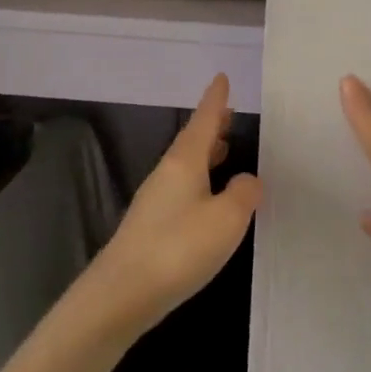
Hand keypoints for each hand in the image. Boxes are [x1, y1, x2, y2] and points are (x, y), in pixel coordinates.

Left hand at [88, 74, 262, 333]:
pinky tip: (208, 198)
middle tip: (228, 114)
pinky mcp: (150, 226)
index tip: (222, 77)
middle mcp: (166, 174)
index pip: (204, 120)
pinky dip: (198, 180)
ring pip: (185, 165)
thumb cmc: (179, 247)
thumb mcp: (226, 219)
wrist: (122, 294)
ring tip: (224, 149)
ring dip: (205, 154)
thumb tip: (248, 180)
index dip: (215, 100)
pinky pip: (181, 188)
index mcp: (184, 162)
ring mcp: (155, 200)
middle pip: (192, 141)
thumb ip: (243, 194)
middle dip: (211, 126)